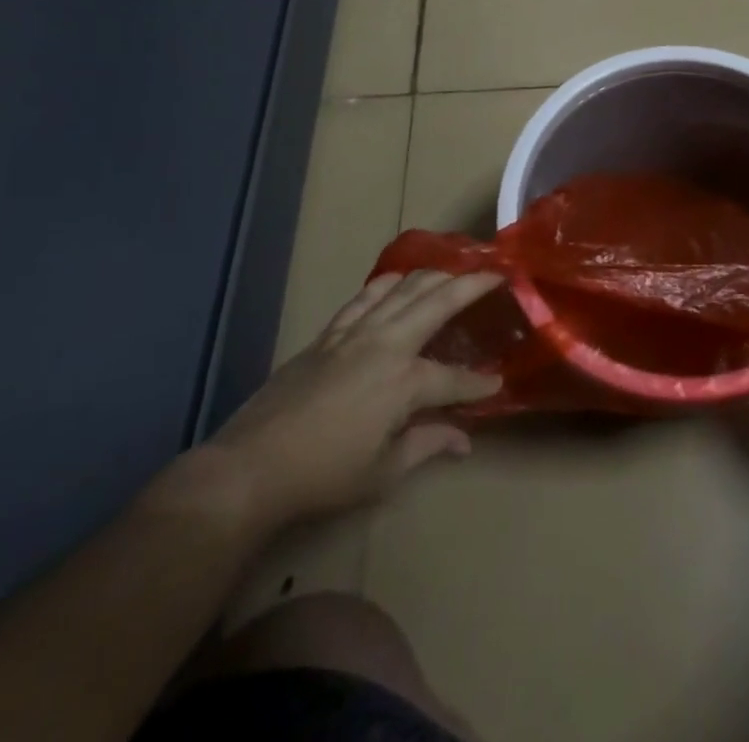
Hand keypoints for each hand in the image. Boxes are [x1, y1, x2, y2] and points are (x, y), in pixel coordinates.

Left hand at [200, 270, 504, 529]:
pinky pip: (366, 295)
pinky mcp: (330, 333)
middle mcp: (387, 345)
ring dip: (435, 275)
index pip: (456, 379)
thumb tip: (464, 439)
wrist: (250, 467)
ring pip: (405, 287)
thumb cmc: (322, 476)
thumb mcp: (382, 473)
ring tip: (454, 272)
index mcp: (405, 382)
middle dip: (473, 285)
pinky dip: (389, 283)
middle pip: (439, 301)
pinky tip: (399, 281)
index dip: (480, 383)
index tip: (498, 383)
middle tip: (495, 274)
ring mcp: (357, 333)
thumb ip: (428, 446)